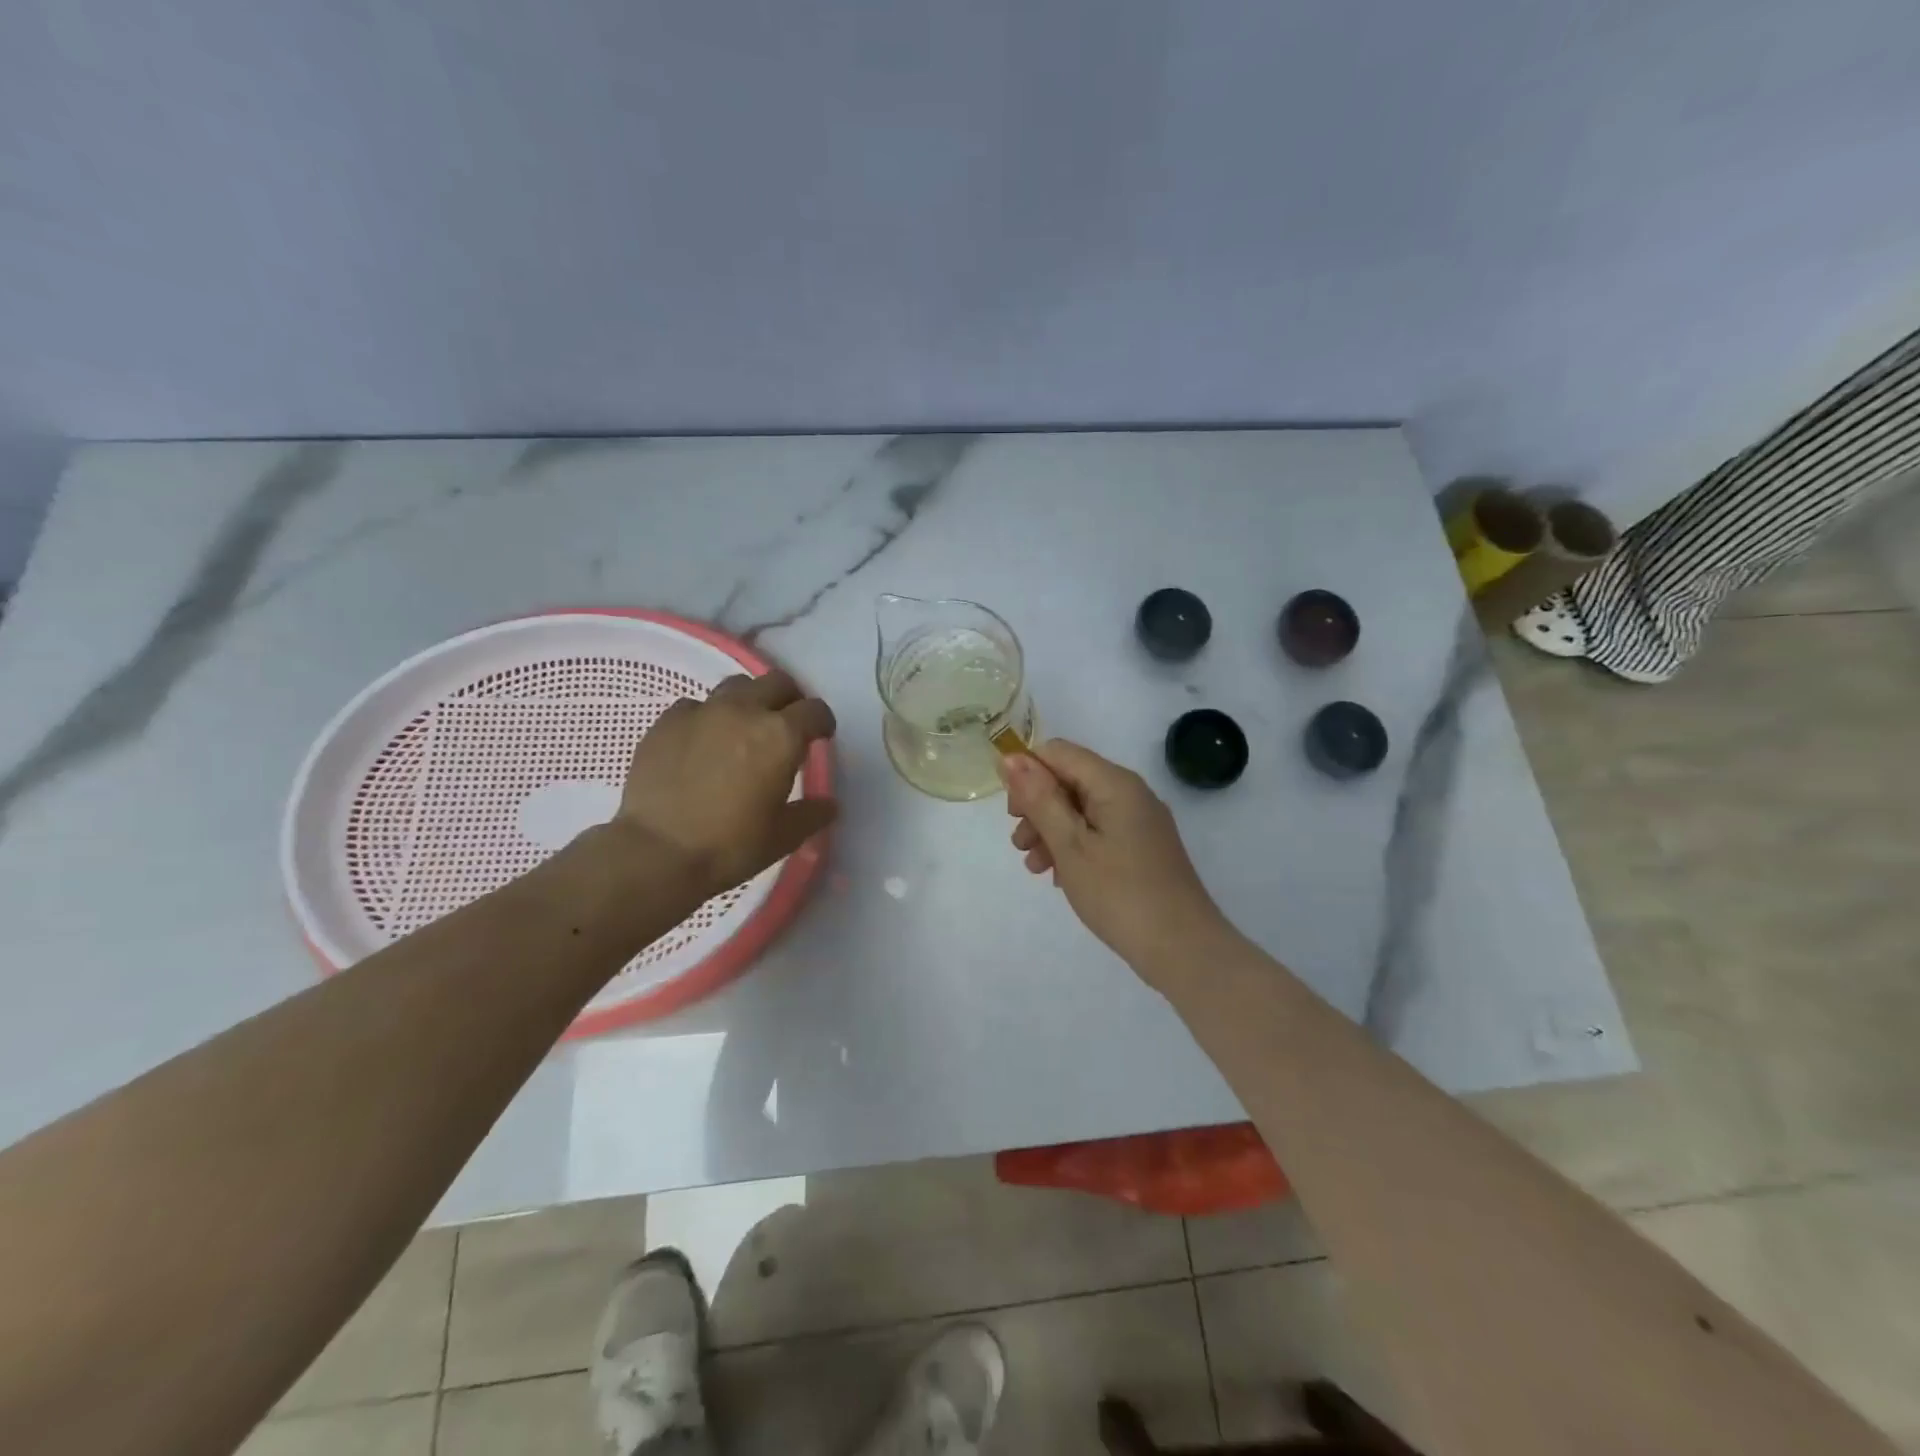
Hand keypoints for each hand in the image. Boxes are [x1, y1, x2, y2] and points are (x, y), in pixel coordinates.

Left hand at [613, 670, 837, 900]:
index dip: (822, 722)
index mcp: (781, 736)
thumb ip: (811, 814)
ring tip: (743, 728)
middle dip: (789, 699)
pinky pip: (696, 705)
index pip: (815, 710)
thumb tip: (828, 805)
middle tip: (786, 725)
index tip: (820, 737)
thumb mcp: (783, 837)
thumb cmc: (730, 845)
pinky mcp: (667, 721)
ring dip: (749, 701)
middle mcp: (745, 711)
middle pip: (778, 682)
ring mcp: (703, 711)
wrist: (657, 852)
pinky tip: (701, 742)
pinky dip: (707, 717)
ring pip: (736, 685)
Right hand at [1001, 740, 1231, 987]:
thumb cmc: (1119, 894)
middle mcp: (1130, 792)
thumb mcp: (1070, 844)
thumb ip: (1039, 798)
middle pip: (1070, 779)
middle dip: (1037, 807)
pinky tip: (1059, 875)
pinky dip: (1074, 845)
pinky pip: (1098, 831)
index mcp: (1114, 783)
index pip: (1058, 752)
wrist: (1183, 949)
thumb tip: (1011, 758)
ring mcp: (1140, 821)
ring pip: (1081, 809)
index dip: (1027, 774)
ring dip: (1051, 830)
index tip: (1012, 814)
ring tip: (1034, 867)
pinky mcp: (1143, 847)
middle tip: (1020, 844)